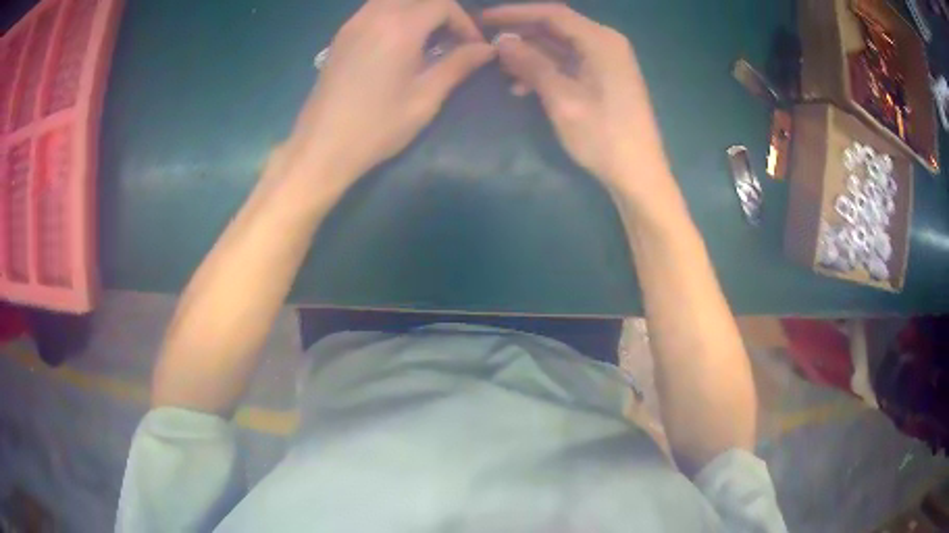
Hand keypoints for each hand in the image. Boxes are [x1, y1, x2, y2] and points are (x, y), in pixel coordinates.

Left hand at [282, 0, 494, 187]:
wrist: (322, 146)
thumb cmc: (377, 126)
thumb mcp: (425, 98)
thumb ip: (458, 65)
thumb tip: (487, 49)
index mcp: (399, 27)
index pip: (442, 4)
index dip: (464, 22)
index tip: (472, 47)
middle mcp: (374, 15)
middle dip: (441, 12)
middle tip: (451, 40)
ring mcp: (353, 23)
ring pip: (393, 0)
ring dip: (417, 12)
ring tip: (426, 40)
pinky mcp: (341, 36)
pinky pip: (374, 9)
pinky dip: (395, 15)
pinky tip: (399, 44)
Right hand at [483, 4, 674, 202]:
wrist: (638, 175)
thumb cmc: (603, 136)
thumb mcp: (562, 98)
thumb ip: (531, 64)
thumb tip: (502, 40)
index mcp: (601, 41)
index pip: (552, 14)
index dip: (514, 13)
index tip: (483, 18)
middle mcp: (605, 43)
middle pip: (556, 27)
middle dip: (521, 34)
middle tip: (486, 42)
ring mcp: (607, 62)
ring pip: (560, 47)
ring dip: (530, 55)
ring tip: (500, 68)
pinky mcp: (604, 79)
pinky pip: (569, 64)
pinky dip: (546, 71)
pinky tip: (522, 87)